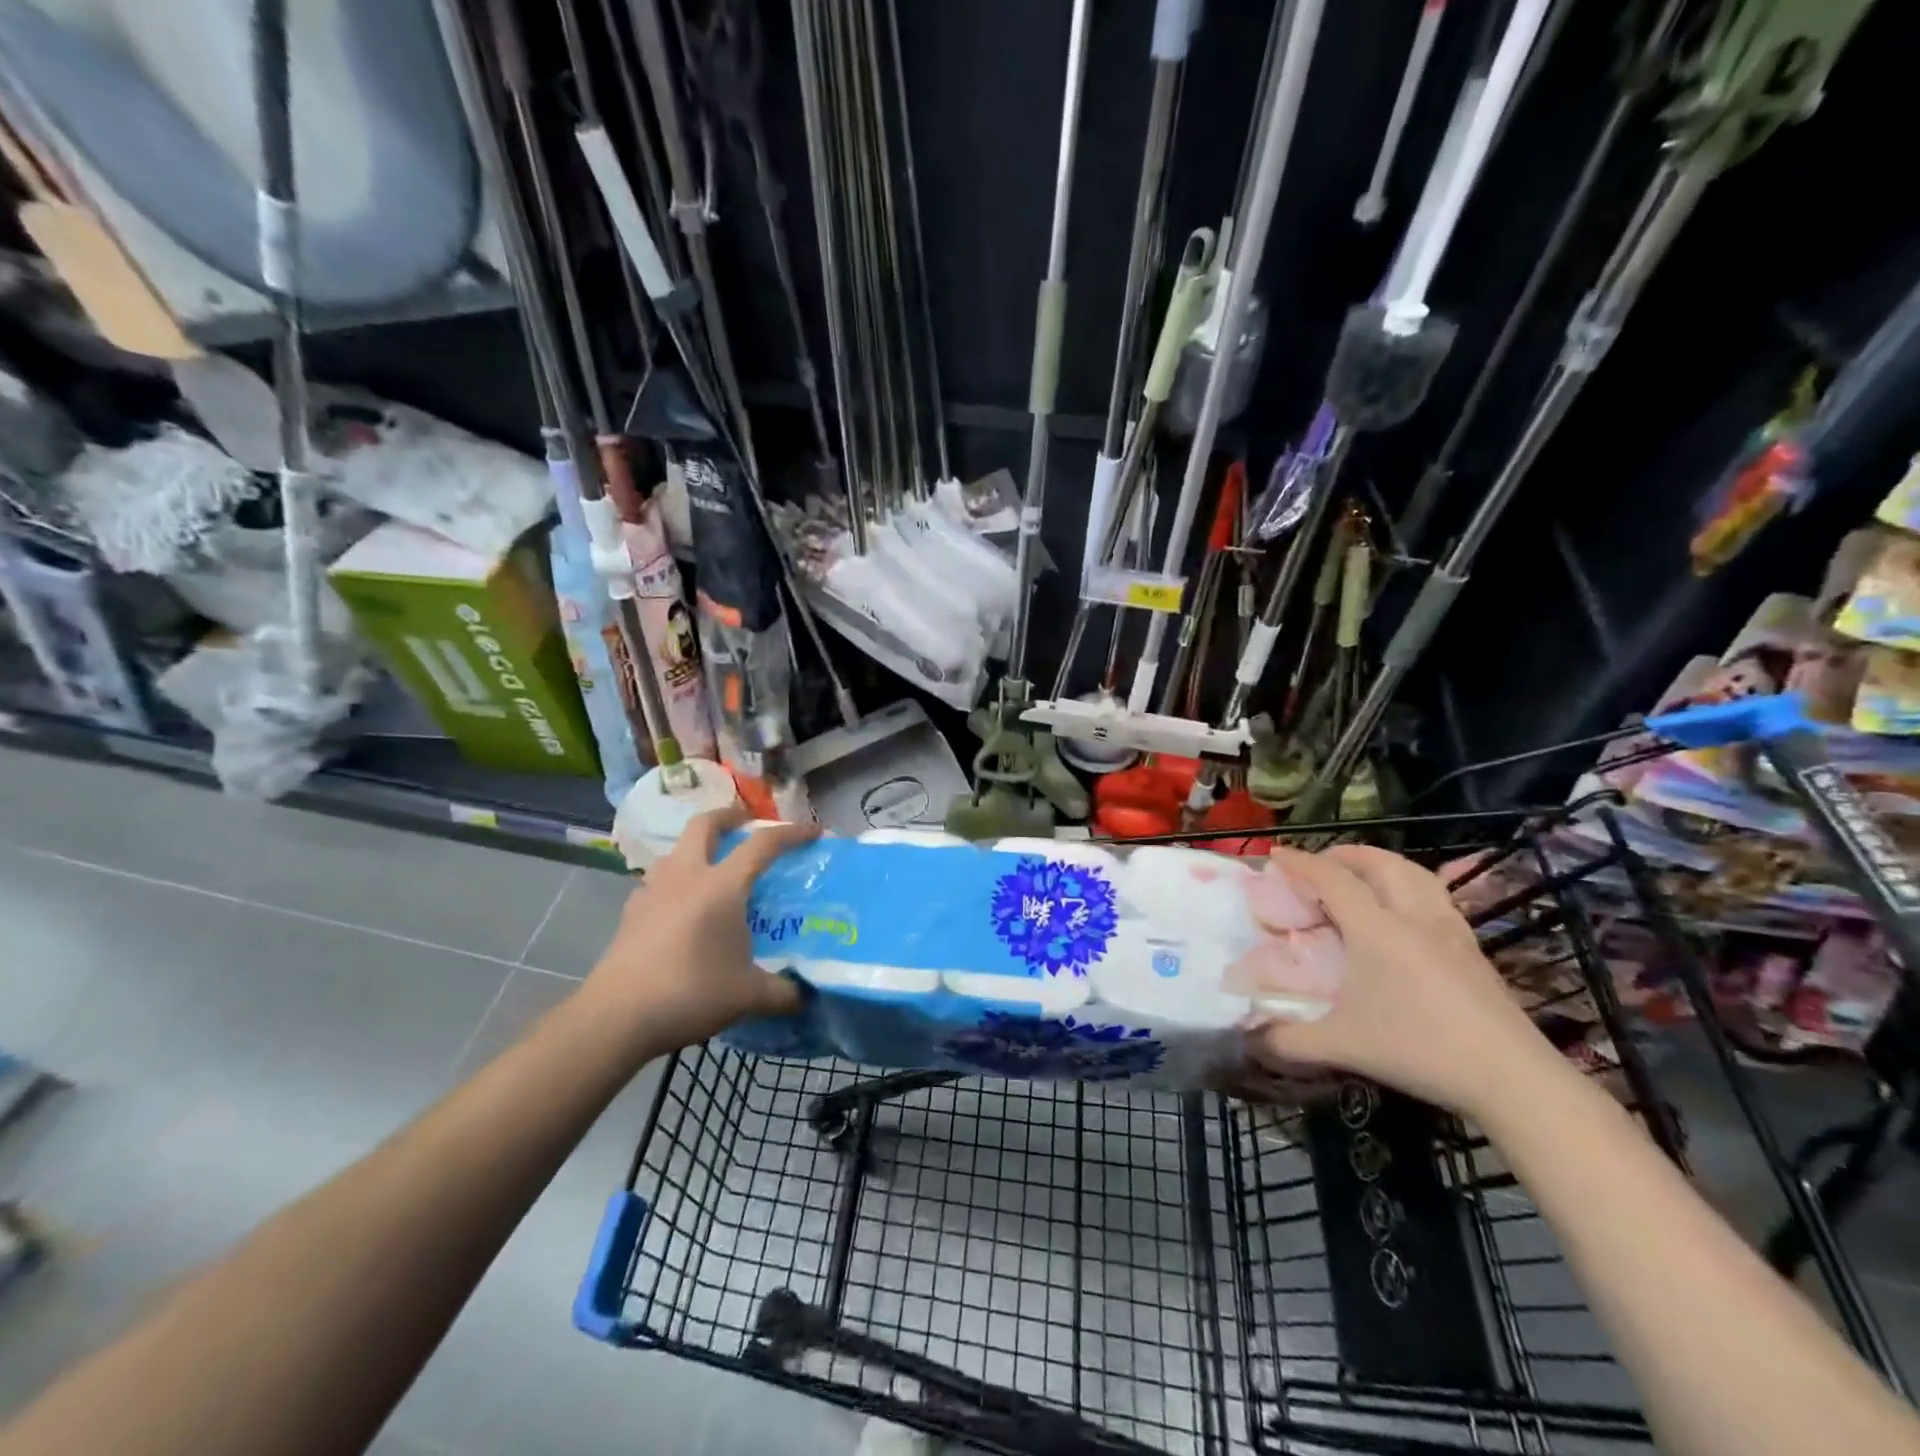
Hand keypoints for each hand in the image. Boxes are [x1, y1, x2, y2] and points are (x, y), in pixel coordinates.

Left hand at [581, 805, 819, 1057]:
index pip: (763, 845)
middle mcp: (686, 876)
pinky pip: (656, 881)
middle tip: (746, 823)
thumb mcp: (749, 996)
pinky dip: (674, 881)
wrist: (616, 1016)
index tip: (813, 832)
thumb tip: (807, 997)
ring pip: (676, 850)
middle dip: (729, 816)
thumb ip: (784, 993)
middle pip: (705, 825)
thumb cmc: (690, 993)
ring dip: (697, 847)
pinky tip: (679, 905)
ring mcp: (653, 891)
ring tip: (712, 865)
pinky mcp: (631, 913)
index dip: (791, 833)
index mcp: (722, 886)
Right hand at [1252, 845, 1564, 1118]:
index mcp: (1376, 929)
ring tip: (1362, 879)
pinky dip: (1411, 888)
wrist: (1511, 1077)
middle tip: (1320, 865)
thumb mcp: (1342, 1046)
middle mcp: (1413, 916)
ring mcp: (1450, 930)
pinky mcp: (1474, 949)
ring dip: (1382, 865)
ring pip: (1415, 874)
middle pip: (1379, 862)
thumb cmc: (1418, 1049)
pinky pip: (1437, 898)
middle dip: (1344, 854)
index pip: (1331, 878)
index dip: (1300, 862)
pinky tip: (1406, 916)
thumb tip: (1247, 1037)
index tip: (1275, 856)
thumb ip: (1287, 1040)